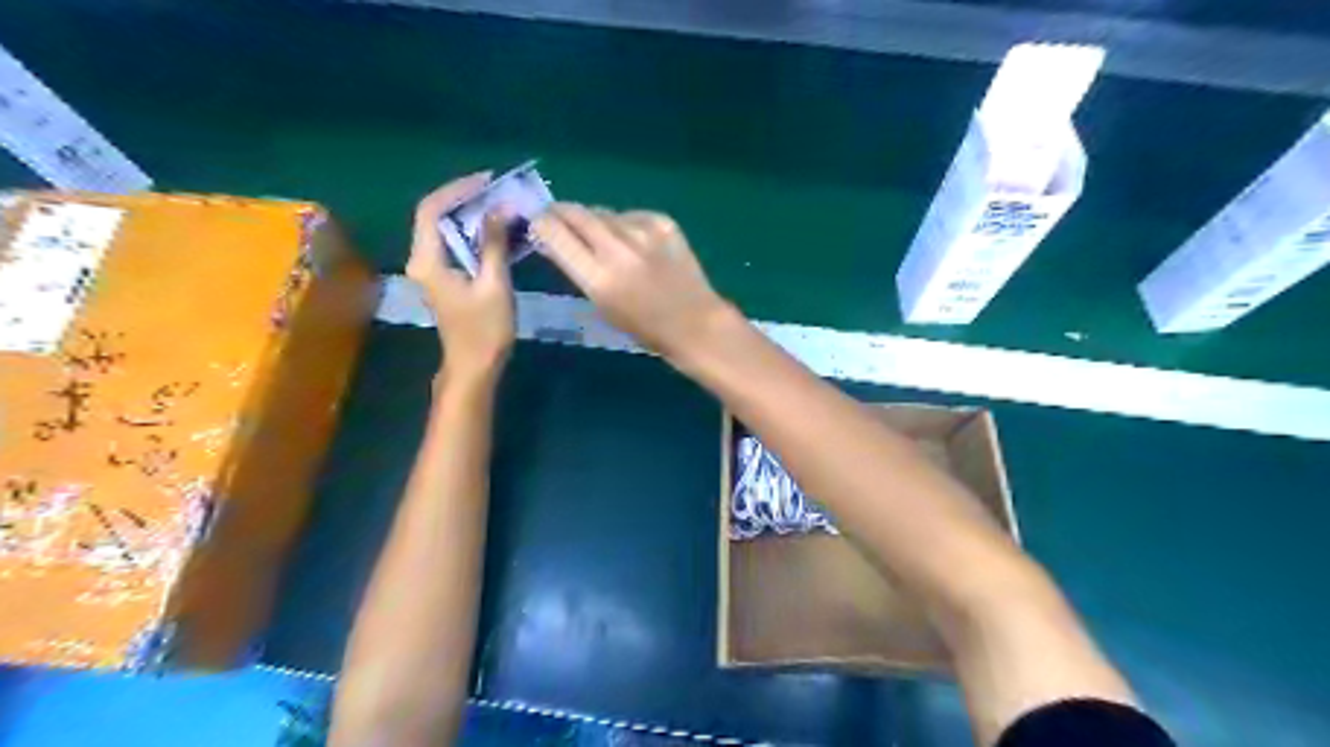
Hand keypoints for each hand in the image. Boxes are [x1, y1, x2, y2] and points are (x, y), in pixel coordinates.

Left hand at [405, 171, 512, 382]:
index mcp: (428, 260)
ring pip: (446, 230)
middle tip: (498, 191)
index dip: (458, 189)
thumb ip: (494, 244)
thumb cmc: (485, 329)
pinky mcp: (444, 278)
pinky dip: (474, 233)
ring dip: (471, 215)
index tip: (487, 181)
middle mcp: (422, 260)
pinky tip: (498, 231)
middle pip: (436, 216)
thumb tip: (501, 208)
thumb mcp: (494, 284)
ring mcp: (432, 270)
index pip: (432, 210)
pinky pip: (455, 245)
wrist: (475, 366)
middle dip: (466, 199)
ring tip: (502, 206)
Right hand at [535, 204, 737, 361]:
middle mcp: (617, 250)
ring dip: (593, 220)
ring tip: (597, 235)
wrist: (695, 324)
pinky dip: (624, 223)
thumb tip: (551, 241)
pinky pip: (631, 215)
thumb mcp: (601, 306)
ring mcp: (643, 233)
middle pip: (575, 213)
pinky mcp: (664, 223)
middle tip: (555, 217)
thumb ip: (576, 270)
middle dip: (559, 212)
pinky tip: (631, 240)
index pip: (554, 232)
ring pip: (603, 212)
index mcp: (598, 278)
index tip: (536, 224)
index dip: (540, 224)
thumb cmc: (644, 328)